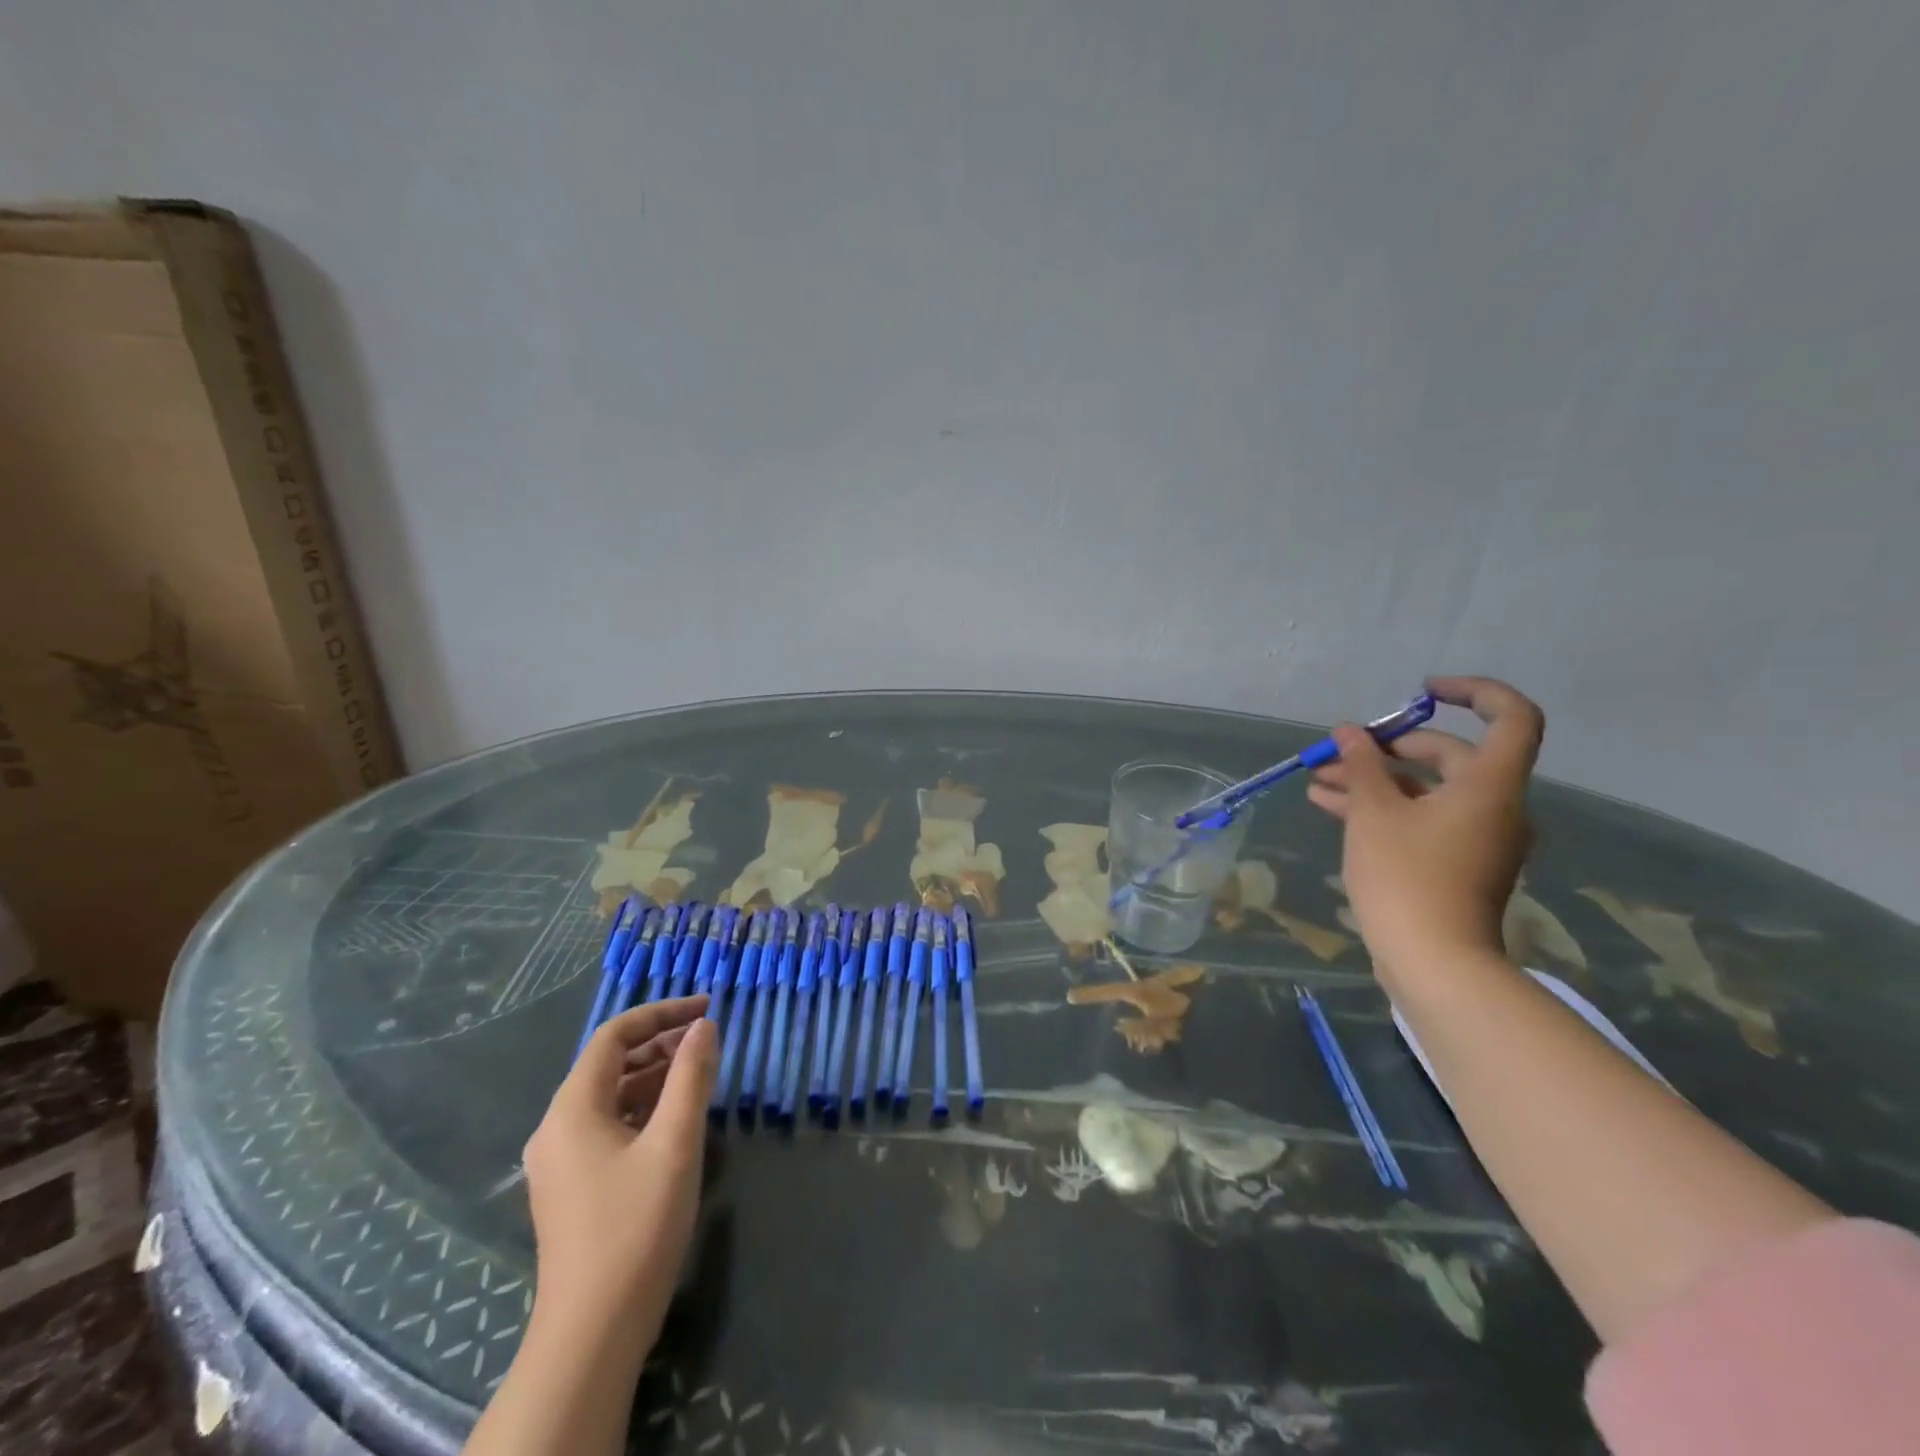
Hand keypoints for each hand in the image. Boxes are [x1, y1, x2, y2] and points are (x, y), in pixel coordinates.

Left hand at [522, 996, 717, 1345]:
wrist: (594, 1331)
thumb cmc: (636, 1226)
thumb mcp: (675, 1142)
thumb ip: (691, 1076)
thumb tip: (704, 1026)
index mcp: (572, 1108)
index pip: (614, 1036)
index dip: (661, 1013)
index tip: (706, 1008)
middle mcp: (557, 1126)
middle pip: (609, 1063)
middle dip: (660, 1043)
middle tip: (708, 1039)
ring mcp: (561, 1159)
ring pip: (611, 1095)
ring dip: (654, 1075)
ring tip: (700, 1071)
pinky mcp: (573, 1185)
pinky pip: (609, 1124)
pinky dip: (644, 1107)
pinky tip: (676, 1116)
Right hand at [1306, 676, 1543, 983]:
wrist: (1434, 962)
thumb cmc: (1406, 877)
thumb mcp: (1373, 813)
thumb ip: (1360, 765)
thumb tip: (1349, 732)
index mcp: (1489, 785)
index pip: (1510, 717)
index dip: (1473, 692)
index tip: (1423, 692)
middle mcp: (1494, 806)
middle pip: (1450, 755)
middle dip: (1390, 748)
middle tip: (1342, 752)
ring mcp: (1477, 838)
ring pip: (1427, 791)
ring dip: (1376, 781)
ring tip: (1320, 781)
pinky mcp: (1457, 864)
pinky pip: (1423, 819)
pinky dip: (1385, 809)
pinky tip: (1332, 807)